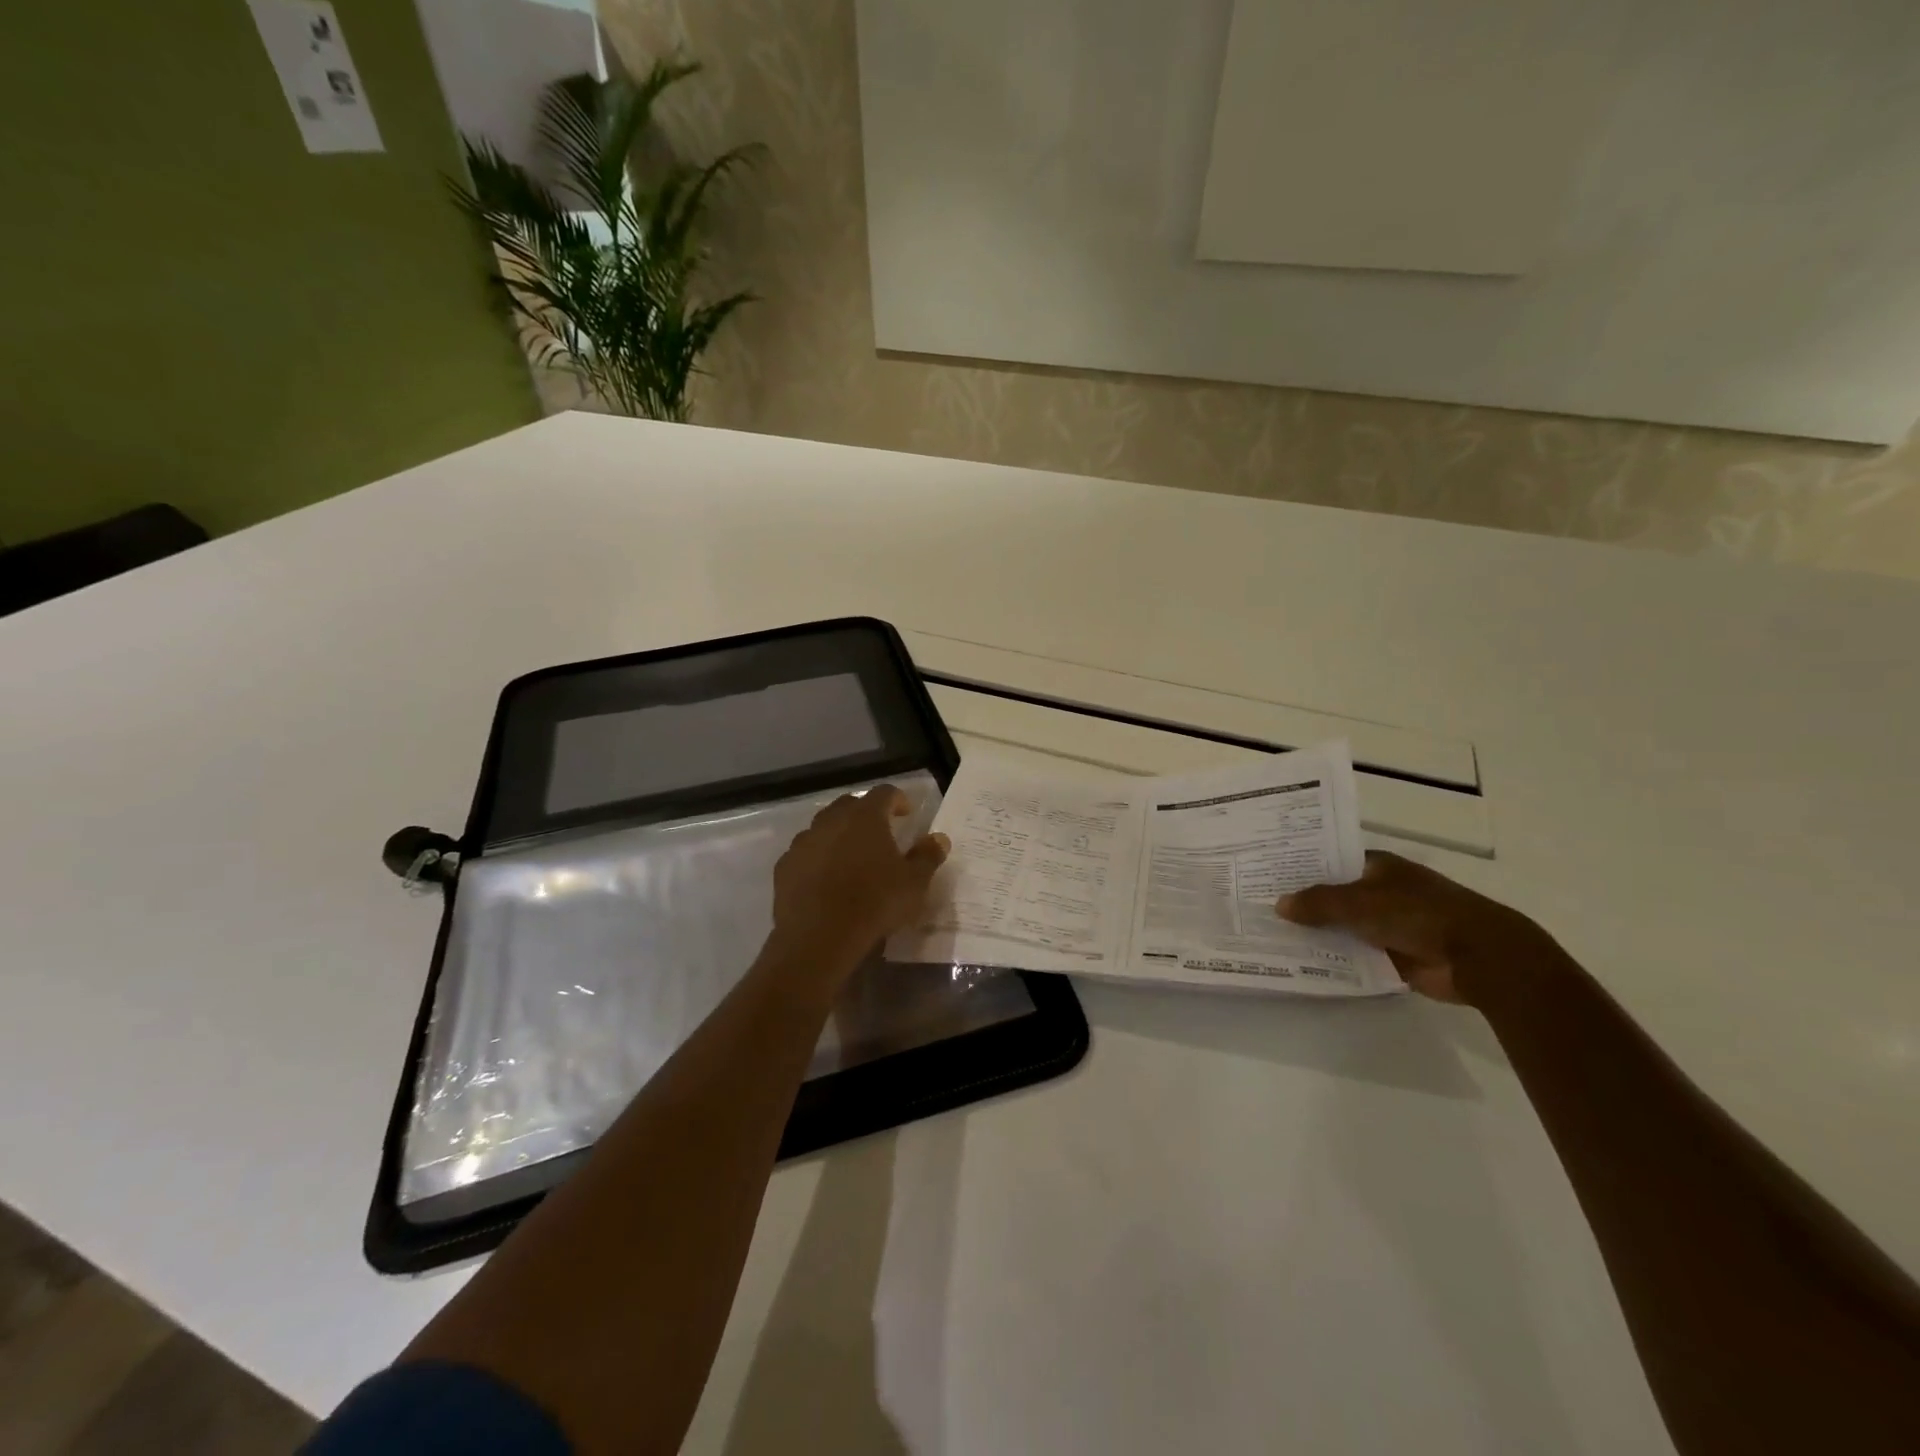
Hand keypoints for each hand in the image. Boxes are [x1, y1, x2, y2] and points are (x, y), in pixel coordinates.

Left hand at [768, 786, 949, 979]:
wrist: (819, 937)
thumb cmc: (875, 903)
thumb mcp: (914, 883)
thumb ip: (928, 856)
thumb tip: (939, 838)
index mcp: (866, 817)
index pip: (884, 793)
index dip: (898, 800)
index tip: (906, 813)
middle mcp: (831, 820)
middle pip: (850, 805)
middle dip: (865, 814)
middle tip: (879, 833)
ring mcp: (804, 842)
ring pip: (823, 827)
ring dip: (838, 835)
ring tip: (850, 857)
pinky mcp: (785, 866)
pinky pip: (805, 853)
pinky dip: (817, 858)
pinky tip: (825, 879)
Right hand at [1276, 851, 1542, 1004]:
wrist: (1478, 957)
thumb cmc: (1419, 913)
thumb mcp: (1360, 902)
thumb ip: (1318, 903)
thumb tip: (1279, 905)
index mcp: (1378, 868)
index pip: (1331, 861)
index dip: (1302, 867)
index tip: (1268, 874)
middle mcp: (1382, 892)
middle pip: (1334, 896)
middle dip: (1304, 904)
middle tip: (1259, 908)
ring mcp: (1389, 925)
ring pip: (1343, 927)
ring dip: (1318, 934)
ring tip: (1272, 937)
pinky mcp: (1394, 956)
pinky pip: (1355, 955)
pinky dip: (1335, 959)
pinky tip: (1302, 963)